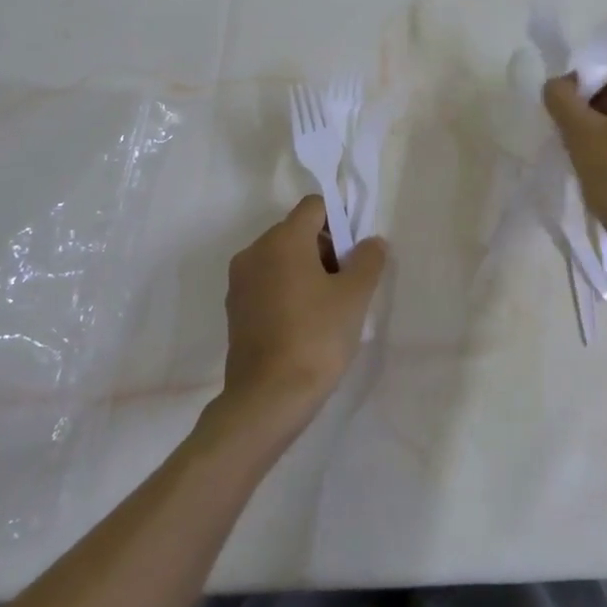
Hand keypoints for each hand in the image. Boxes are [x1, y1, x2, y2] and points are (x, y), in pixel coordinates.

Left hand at [216, 197, 386, 434]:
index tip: (356, 254)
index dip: (341, 221)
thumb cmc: (316, 337)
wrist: (268, 399)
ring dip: (308, 272)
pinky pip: (268, 284)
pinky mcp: (235, 310)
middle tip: (349, 284)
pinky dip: (289, 291)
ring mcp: (240, 282)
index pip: (315, 207)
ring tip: (330, 308)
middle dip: (327, 249)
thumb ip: (368, 259)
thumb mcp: (355, 295)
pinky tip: (306, 324)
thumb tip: (371, 242)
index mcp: (283, 239)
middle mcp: (255, 252)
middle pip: (298, 232)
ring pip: (282, 259)